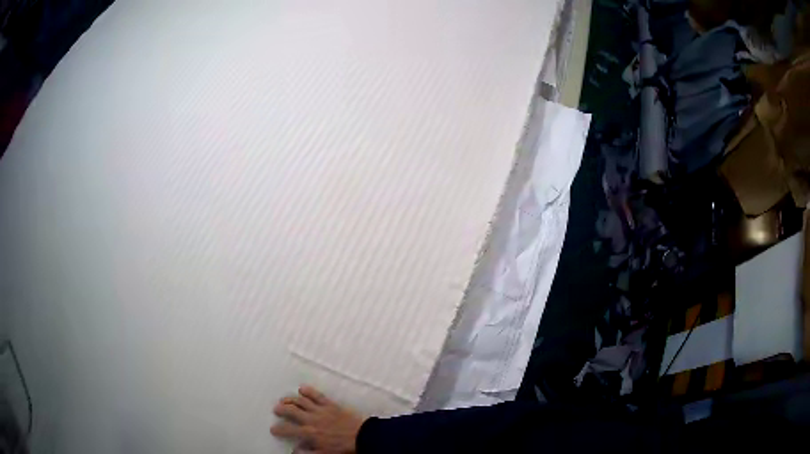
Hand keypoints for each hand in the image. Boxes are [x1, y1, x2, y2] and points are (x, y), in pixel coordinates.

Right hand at [271, 386, 366, 453]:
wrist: (362, 437)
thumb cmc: (344, 447)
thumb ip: (308, 453)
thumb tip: (295, 451)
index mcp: (310, 433)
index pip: (288, 430)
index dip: (279, 429)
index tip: (273, 429)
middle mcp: (312, 419)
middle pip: (291, 411)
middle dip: (281, 409)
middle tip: (276, 409)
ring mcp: (321, 410)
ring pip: (301, 402)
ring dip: (291, 399)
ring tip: (284, 399)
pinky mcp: (331, 405)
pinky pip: (317, 395)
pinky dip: (309, 391)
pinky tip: (302, 388)